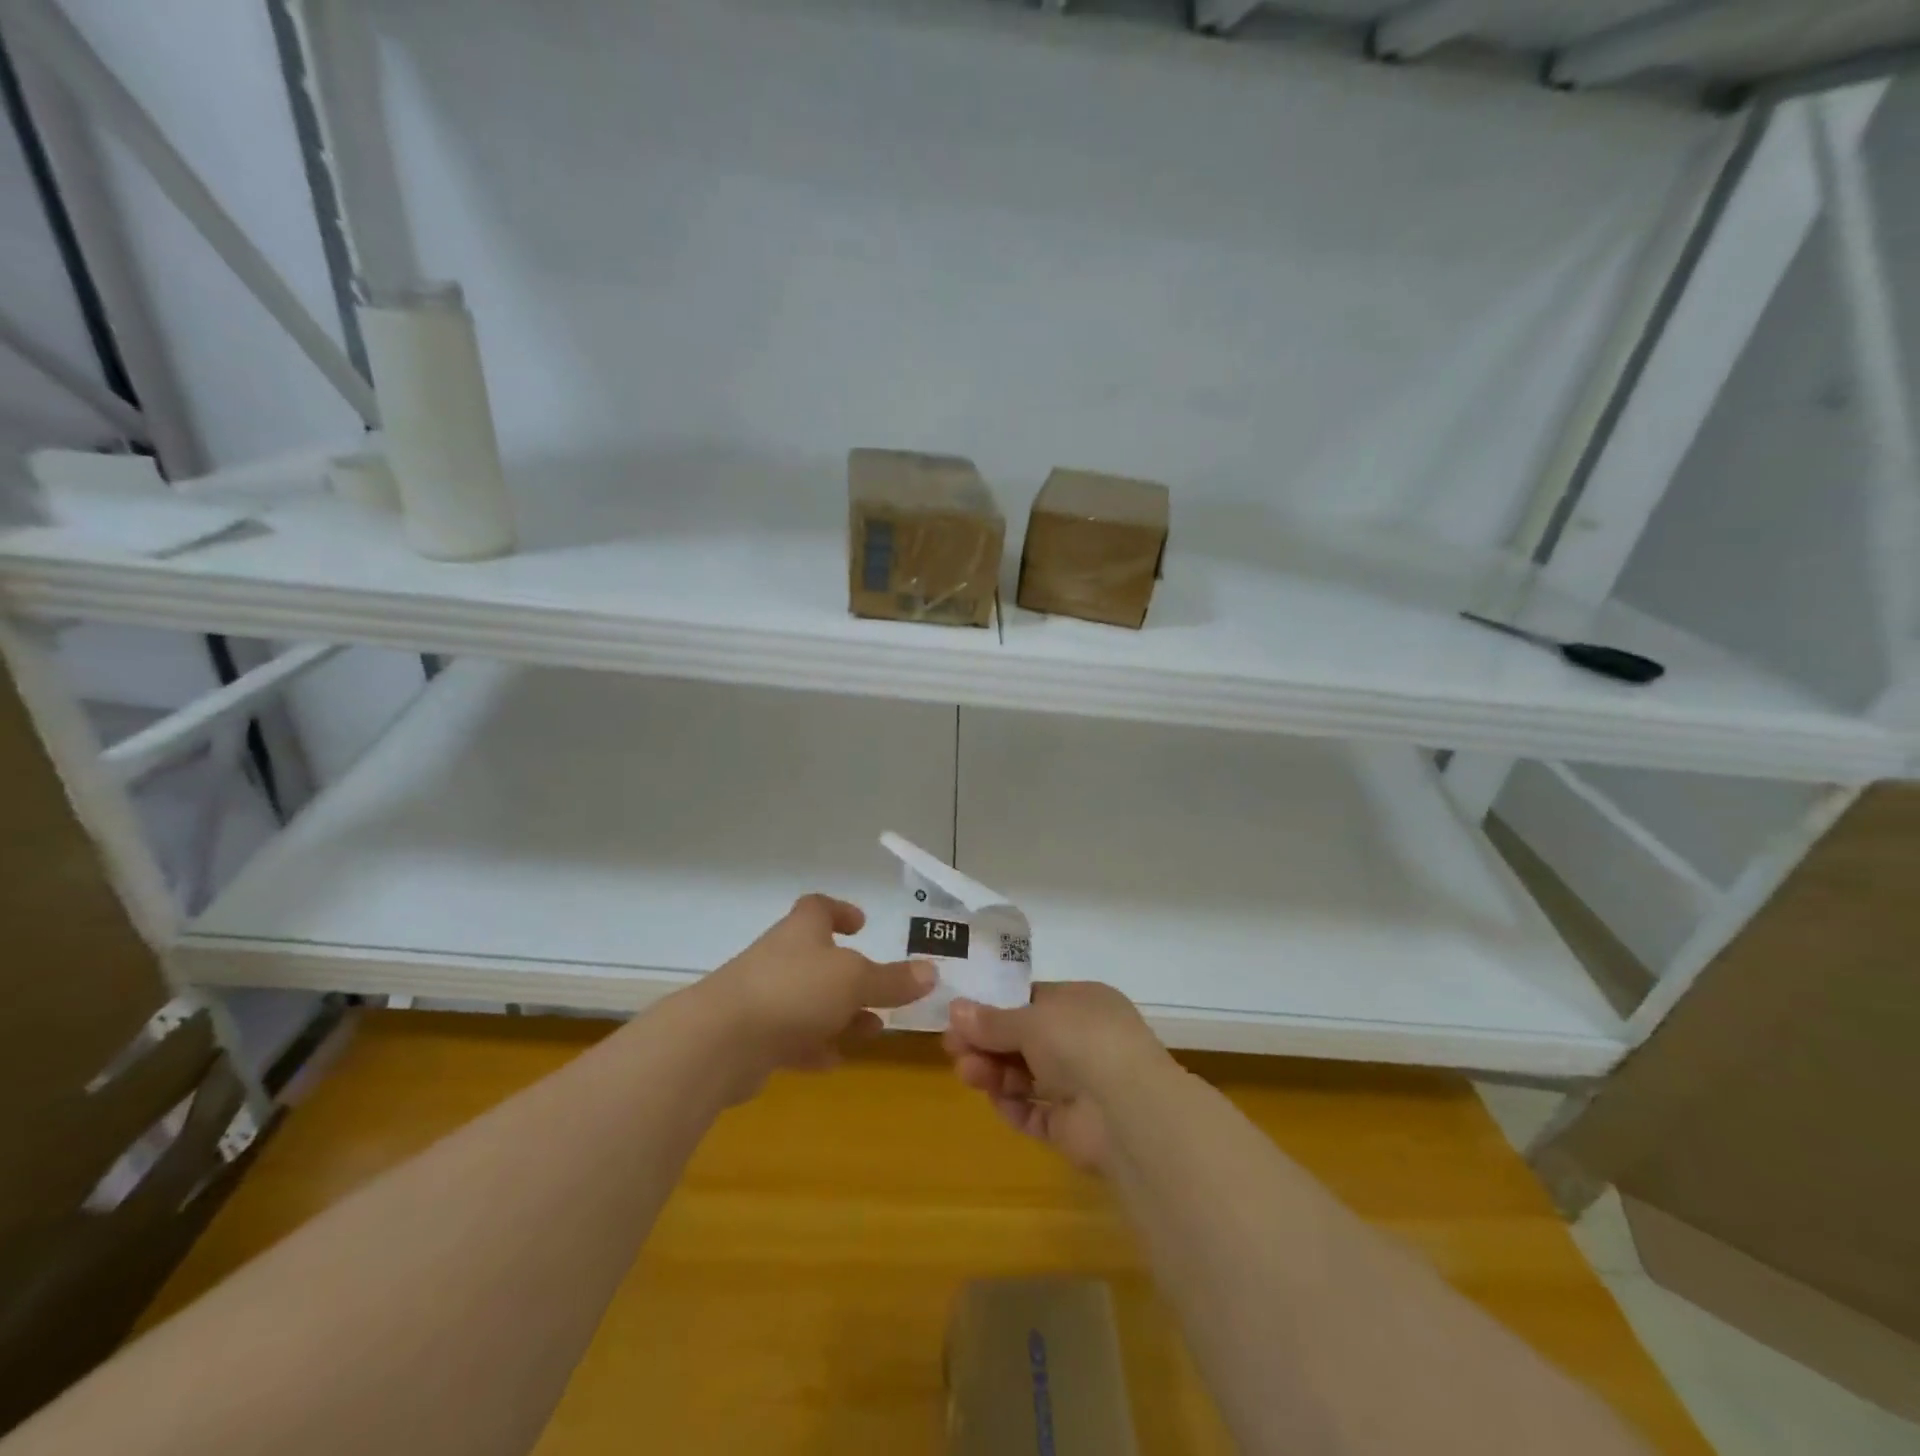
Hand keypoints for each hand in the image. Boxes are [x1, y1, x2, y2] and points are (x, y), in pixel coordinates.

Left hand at [699, 894, 933, 1095]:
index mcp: (802, 932)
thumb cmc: (794, 991)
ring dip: (840, 1016)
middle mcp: (781, 959)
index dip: (840, 912)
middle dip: (851, 978)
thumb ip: (892, 980)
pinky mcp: (753, 1039)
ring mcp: (764, 999)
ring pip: (809, 1003)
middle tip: (881, 994)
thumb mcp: (855, 981)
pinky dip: (814, 1047)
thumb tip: (931, 971)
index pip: (818, 908)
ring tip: (871, 1032)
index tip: (861, 924)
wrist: (721, 1040)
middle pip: (818, 960)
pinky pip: (791, 1039)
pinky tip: (834, 1061)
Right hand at [943, 982, 1170, 1173]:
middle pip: (1025, 1040)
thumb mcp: (1031, 1020)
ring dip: (995, 1072)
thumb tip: (955, 1010)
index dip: (996, 1008)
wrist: (1128, 1111)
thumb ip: (992, 1021)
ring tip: (966, 1073)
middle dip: (987, 1043)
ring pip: (1027, 1076)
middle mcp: (1084, 1040)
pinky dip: (1014, 1106)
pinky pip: (1035, 1113)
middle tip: (951, 1047)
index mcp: (1083, 1003)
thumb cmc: (1082, 1041)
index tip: (960, 1015)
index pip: (1033, 1001)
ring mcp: (1081, 1085)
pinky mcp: (1073, 1126)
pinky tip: (997, 1100)